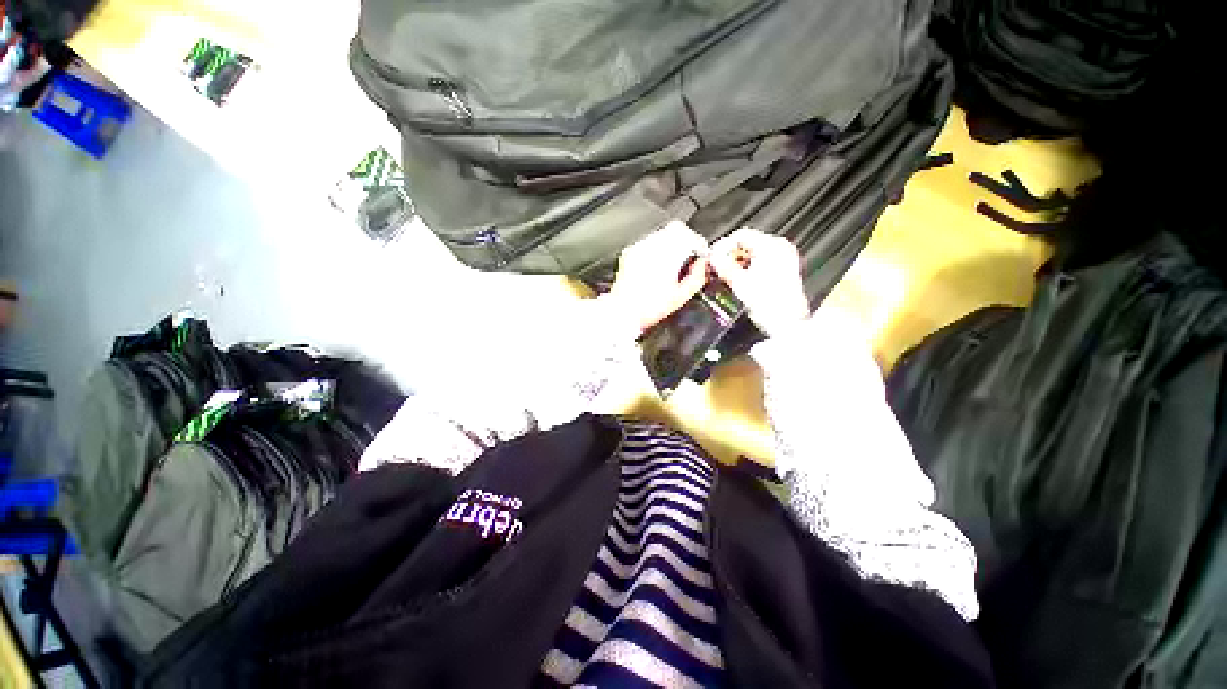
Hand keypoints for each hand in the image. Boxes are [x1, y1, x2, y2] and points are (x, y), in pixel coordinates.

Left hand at [608, 221, 710, 332]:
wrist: (623, 312)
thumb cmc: (649, 308)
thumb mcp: (680, 297)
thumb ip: (696, 277)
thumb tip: (703, 265)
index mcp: (666, 256)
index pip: (690, 237)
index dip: (700, 245)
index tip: (702, 254)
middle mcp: (652, 247)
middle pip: (676, 229)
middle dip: (687, 240)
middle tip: (690, 255)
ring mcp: (639, 248)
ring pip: (662, 233)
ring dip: (672, 243)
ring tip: (673, 263)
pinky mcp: (630, 252)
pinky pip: (648, 242)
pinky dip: (657, 249)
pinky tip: (657, 266)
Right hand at [709, 228, 810, 335]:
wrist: (787, 322)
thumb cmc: (769, 304)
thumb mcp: (739, 282)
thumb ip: (723, 266)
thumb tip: (712, 257)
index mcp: (772, 247)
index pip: (741, 235)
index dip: (723, 246)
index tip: (713, 257)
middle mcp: (780, 249)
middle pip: (747, 243)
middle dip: (729, 255)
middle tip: (716, 266)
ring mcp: (784, 258)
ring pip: (753, 253)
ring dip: (737, 262)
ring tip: (725, 274)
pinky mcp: (783, 270)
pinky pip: (760, 261)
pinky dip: (747, 267)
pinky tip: (738, 278)